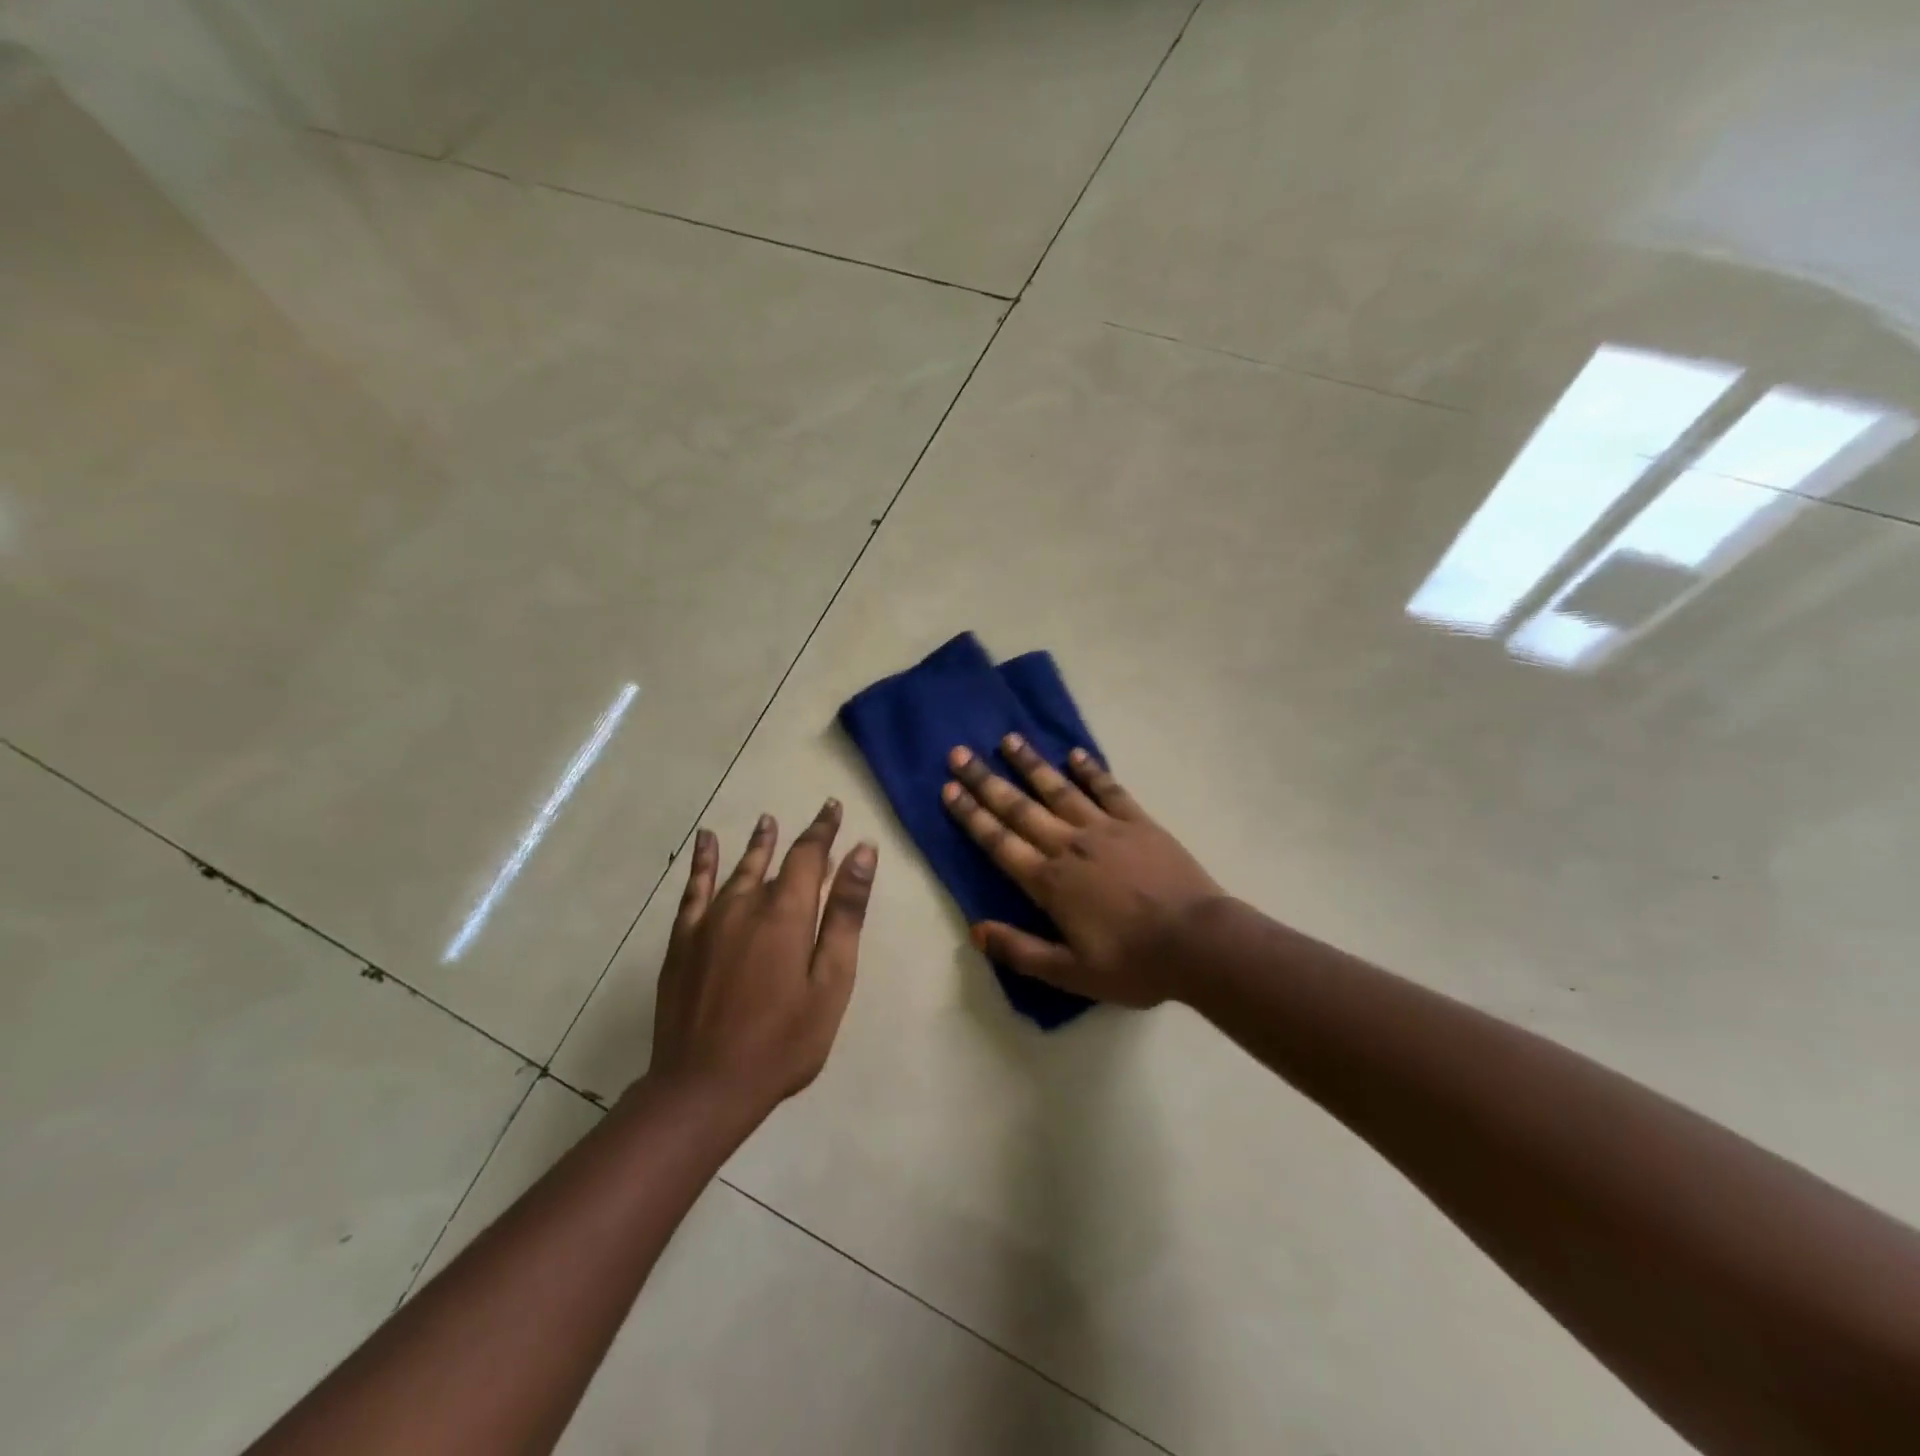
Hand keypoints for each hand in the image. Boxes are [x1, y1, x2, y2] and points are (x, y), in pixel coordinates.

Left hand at [648, 801, 876, 1114]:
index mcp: (786, 912)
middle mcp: (746, 904)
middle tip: (815, 817)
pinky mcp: (683, 941)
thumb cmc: (783, 1040)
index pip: (808, 855)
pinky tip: (706, 843)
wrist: (704, 1087)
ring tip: (766, 821)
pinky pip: (694, 890)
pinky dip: (703, 863)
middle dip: (798, 837)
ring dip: (756, 844)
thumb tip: (861, 852)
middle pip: (775, 859)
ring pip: (738, 870)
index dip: (823, 830)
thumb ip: (845, 913)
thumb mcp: (831, 981)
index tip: (833, 807)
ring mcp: (709, 921)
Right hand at [942, 736, 1222, 1006]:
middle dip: (986, 781)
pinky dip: (1090, 770)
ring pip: (1059, 789)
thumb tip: (975, 931)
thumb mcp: (1071, 974)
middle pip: (1020, 808)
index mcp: (1049, 882)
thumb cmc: (1133, 963)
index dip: (971, 816)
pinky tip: (1075, 754)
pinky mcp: (1139, 822)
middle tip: (960, 754)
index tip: (949, 790)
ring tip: (1008, 739)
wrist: (1199, 942)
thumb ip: (1021, 951)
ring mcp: (1105, 829)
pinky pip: (1108, 789)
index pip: (999, 842)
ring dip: (1031, 764)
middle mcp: (1070, 846)